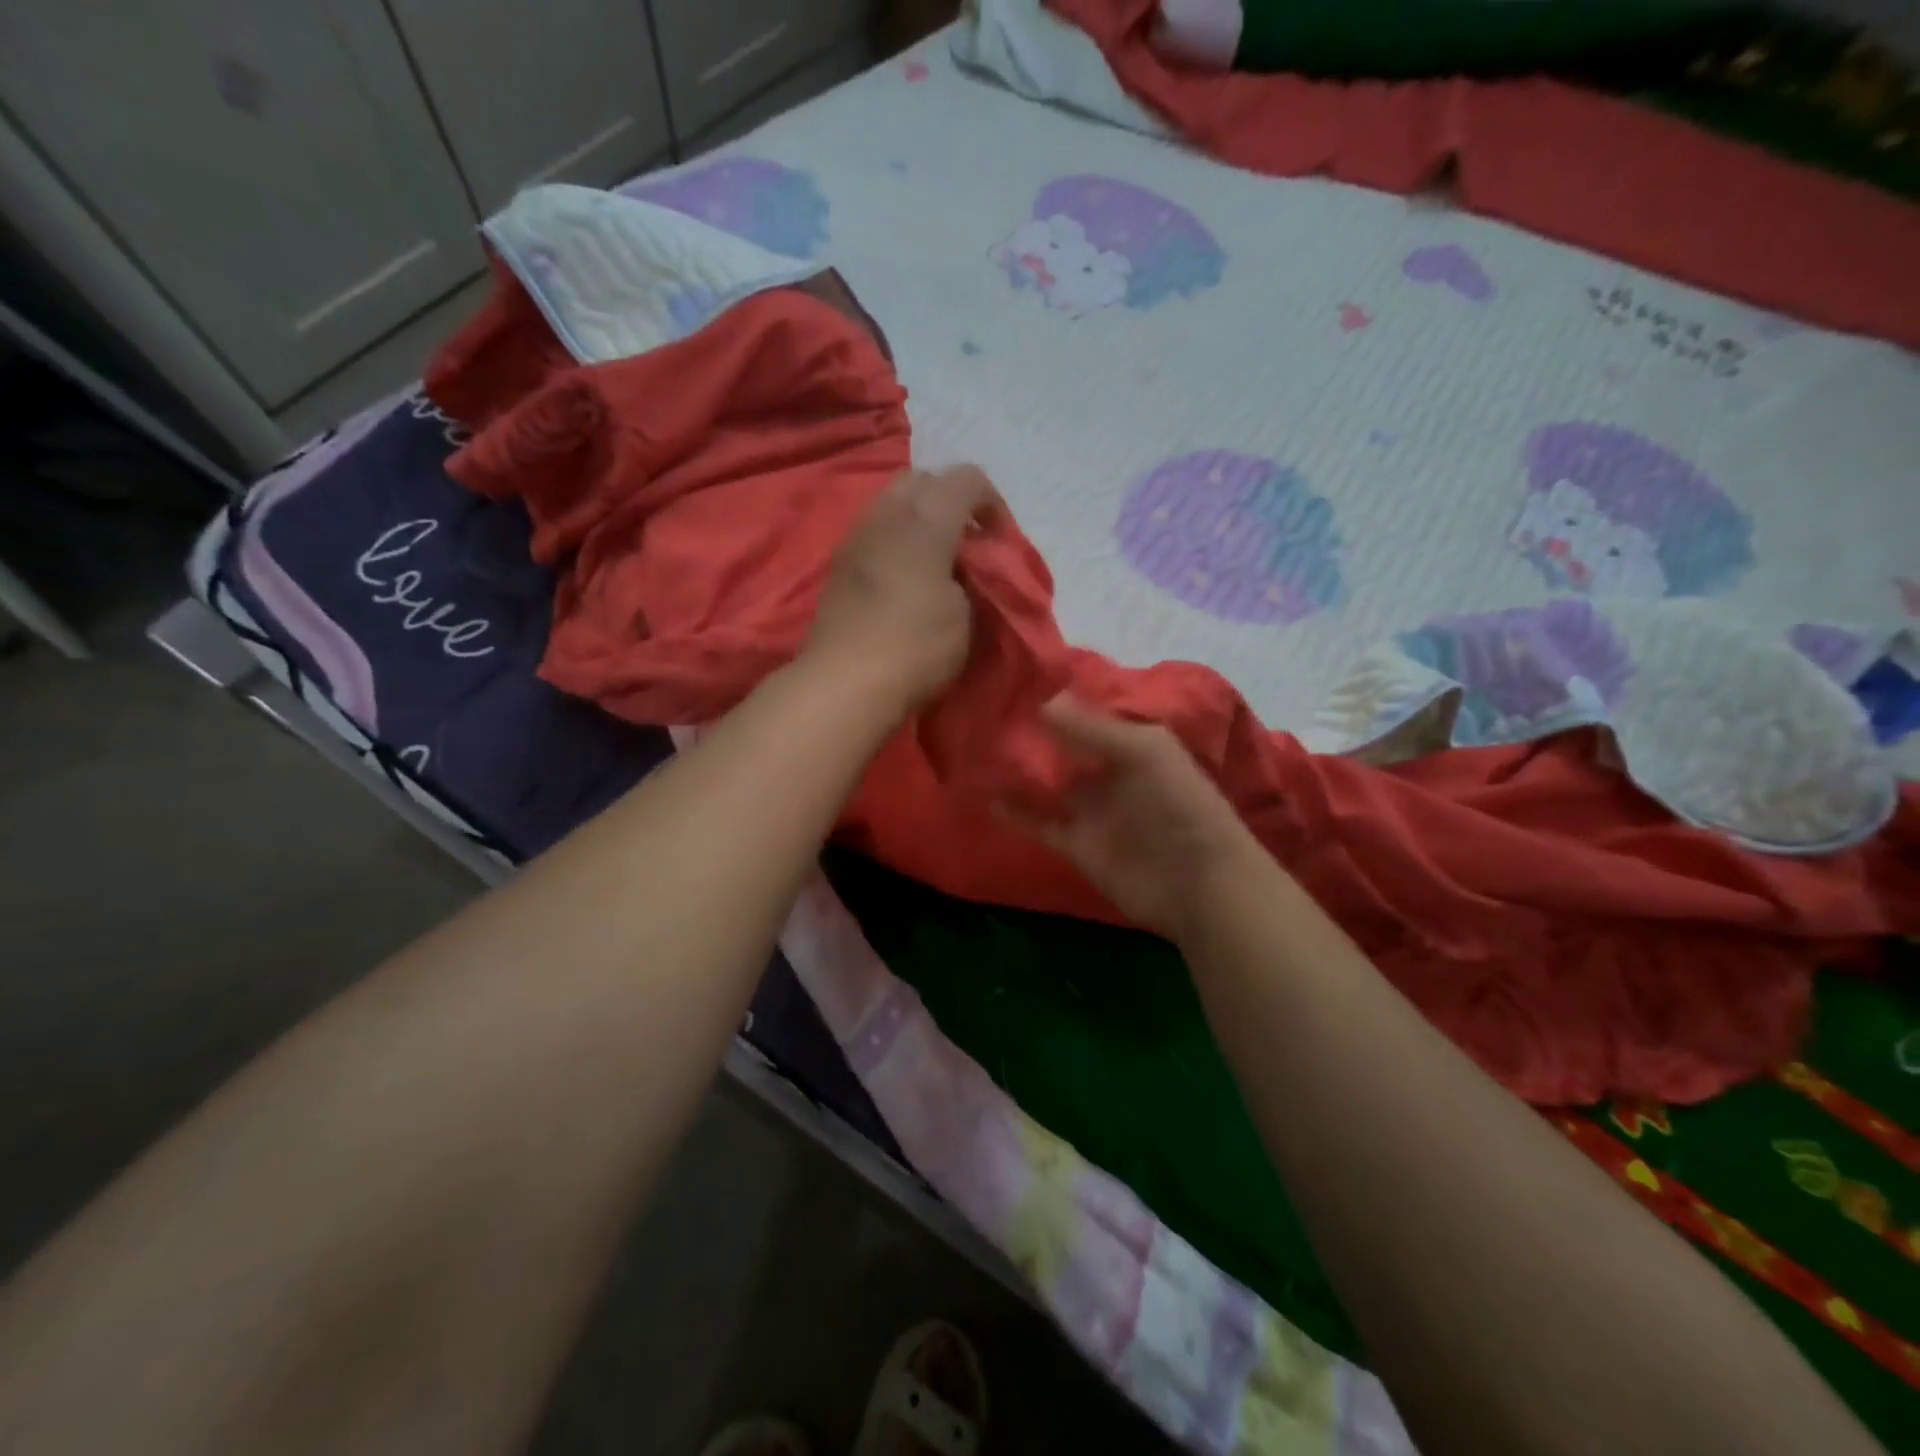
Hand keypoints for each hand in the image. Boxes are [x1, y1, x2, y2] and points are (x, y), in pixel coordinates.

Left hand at [805, 466, 1001, 711]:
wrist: (846, 681)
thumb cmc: (917, 646)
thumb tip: (961, 566)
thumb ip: (971, 575)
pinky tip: (904, 577)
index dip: (992, 503)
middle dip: (950, 500)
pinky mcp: (839, 563)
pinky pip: (874, 531)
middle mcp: (887, 514)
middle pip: (922, 479)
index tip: (999, 542)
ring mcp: (856, 536)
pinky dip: (895, 540)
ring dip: (919, 519)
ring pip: (892, 502)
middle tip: (966, 542)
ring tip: (934, 560)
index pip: (967, 478)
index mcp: (926, 518)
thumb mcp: (966, 613)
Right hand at [1007, 696, 1263, 939]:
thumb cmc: (1179, 804)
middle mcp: (1108, 771)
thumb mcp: (1144, 752)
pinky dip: (1015, 811)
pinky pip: (1039, 822)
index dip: (1054, 701)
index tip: (1012, 684)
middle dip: (1030, 734)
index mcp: (1131, 742)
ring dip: (1017, 772)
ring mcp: (1091, 809)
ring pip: (1046, 784)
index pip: (1086, 715)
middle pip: (1061, 748)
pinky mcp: (1076, 843)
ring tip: (977, 752)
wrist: (1198, 882)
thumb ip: (1093, 728)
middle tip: (984, 715)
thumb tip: (1043, 700)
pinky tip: (987, 796)